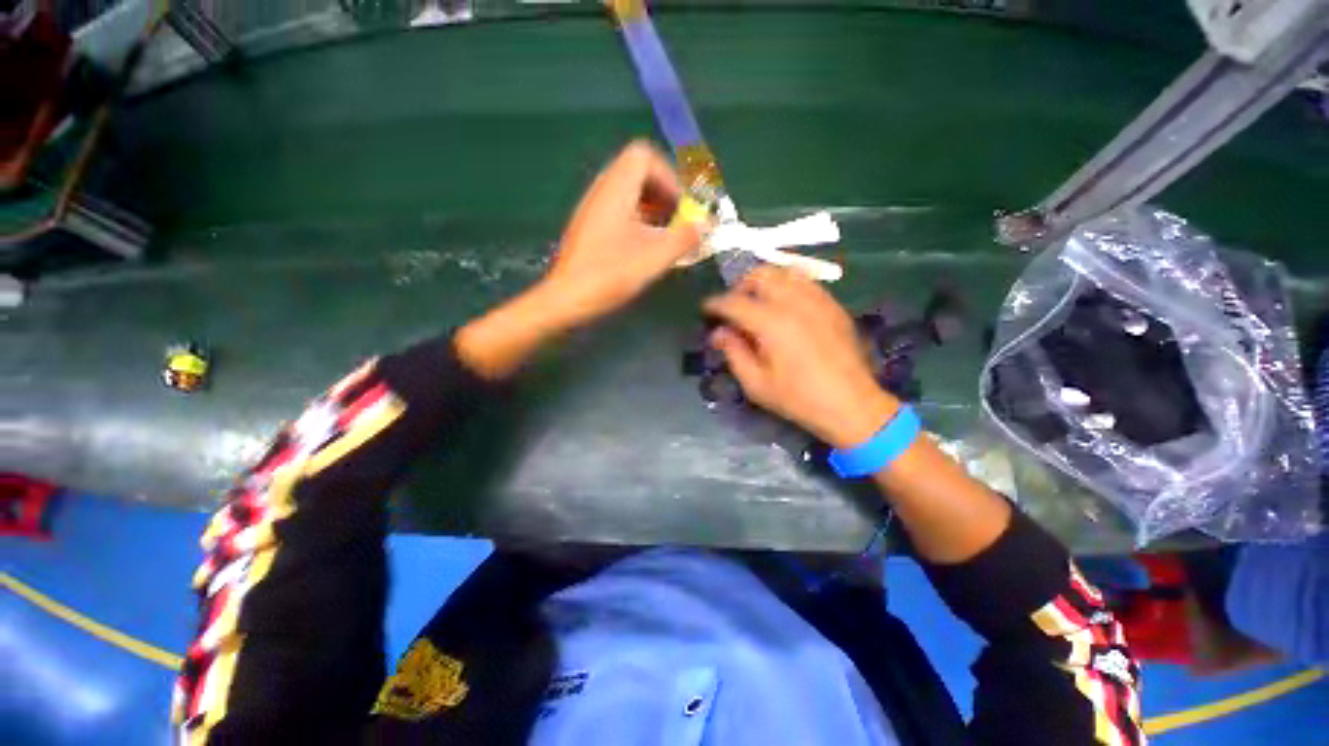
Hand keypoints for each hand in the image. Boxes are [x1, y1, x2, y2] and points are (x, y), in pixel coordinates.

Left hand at [535, 140, 702, 330]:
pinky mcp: (590, 228)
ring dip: (652, 208)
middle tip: (676, 219)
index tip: (680, 205)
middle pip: (636, 172)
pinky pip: (619, 210)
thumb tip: (708, 225)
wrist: (566, 298)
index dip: (668, 175)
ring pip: (628, 193)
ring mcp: (593, 209)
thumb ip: (684, 238)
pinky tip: (644, 247)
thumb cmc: (609, 274)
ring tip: (664, 236)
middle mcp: (601, 191)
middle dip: (663, 192)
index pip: (643, 155)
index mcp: (615, 189)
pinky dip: (638, 220)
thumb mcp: (653, 257)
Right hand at [703, 267, 899, 447]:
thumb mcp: (756, 383)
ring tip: (759, 303)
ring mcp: (818, 300)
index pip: (735, 302)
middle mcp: (794, 303)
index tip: (707, 309)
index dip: (716, 304)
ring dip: (765, 282)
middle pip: (761, 275)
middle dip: (741, 286)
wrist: (852, 405)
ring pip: (785, 273)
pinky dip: (788, 286)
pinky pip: (805, 282)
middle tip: (735, 306)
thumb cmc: (798, 399)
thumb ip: (734, 352)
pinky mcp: (833, 305)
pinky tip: (785, 307)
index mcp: (772, 323)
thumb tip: (719, 332)